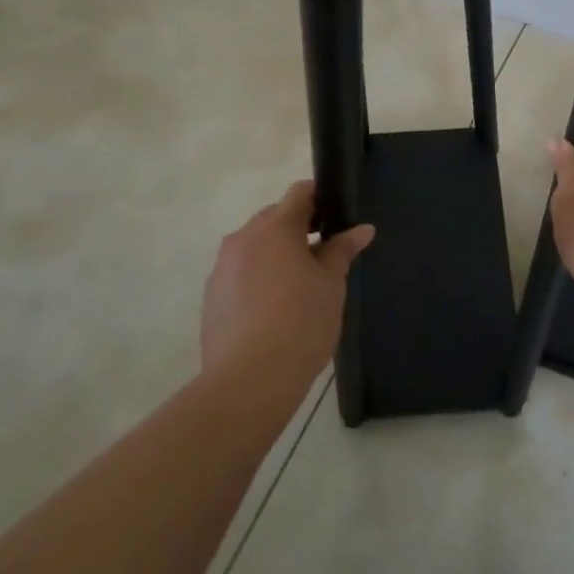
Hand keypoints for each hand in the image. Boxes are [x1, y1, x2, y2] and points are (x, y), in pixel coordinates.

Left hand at [200, 181, 372, 386]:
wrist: (249, 381)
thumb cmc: (301, 322)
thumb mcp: (332, 283)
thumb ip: (342, 250)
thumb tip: (362, 229)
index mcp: (276, 227)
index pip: (300, 192)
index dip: (320, 198)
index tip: (336, 217)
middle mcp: (243, 238)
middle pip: (275, 218)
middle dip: (298, 229)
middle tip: (323, 257)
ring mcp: (222, 268)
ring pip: (255, 247)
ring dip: (276, 255)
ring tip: (298, 288)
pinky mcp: (211, 297)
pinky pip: (239, 274)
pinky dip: (257, 279)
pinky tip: (273, 311)